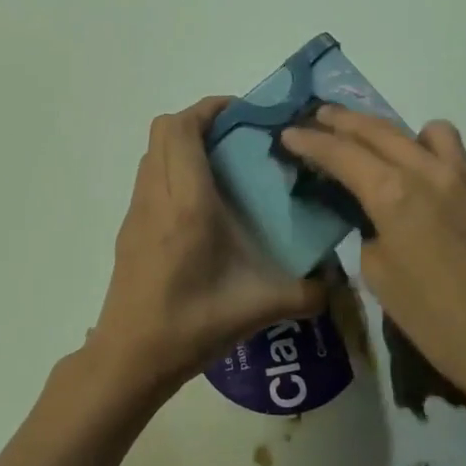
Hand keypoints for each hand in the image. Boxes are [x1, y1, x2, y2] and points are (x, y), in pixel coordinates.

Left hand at [90, 97, 324, 395]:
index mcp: (186, 204)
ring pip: (152, 152)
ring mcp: (137, 212)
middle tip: (237, 136)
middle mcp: (156, 197)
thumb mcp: (257, 309)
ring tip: (223, 165)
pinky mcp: (130, 229)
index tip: (244, 112)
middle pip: (163, 130)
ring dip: (183, 144)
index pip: (183, 130)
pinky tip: (202, 206)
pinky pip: (149, 178)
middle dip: (199, 119)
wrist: (129, 358)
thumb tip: (336, 285)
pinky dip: (172, 169)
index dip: (210, 108)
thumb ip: (305, 294)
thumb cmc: (190, 325)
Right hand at [280, 105, 465, 420]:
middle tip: (316, 117)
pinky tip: (416, 178)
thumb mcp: (382, 282)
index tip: (288, 134)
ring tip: (372, 145)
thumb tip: (378, 222)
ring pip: (421, 130)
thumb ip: (370, 237)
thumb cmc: (440, 323)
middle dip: (341, 121)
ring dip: (388, 129)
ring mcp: (463, 178)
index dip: (310, 142)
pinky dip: (424, 149)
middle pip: (377, 130)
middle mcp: (427, 173)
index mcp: (393, 195)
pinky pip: (449, 152)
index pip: (341, 154)